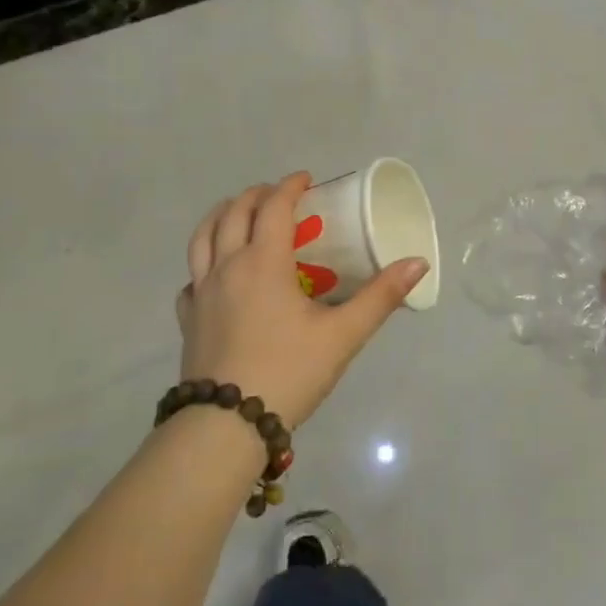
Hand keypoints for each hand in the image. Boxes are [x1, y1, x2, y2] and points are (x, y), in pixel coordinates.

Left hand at [176, 173, 429, 429]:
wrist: (226, 425)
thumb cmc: (288, 372)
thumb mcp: (343, 335)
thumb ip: (381, 297)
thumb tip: (418, 263)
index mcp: (263, 262)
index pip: (273, 206)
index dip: (290, 186)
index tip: (307, 179)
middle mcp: (227, 267)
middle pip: (233, 213)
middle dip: (256, 195)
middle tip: (278, 195)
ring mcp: (200, 292)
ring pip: (202, 238)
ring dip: (221, 216)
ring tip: (237, 215)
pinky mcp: (187, 319)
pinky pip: (191, 277)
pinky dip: (204, 262)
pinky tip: (214, 275)